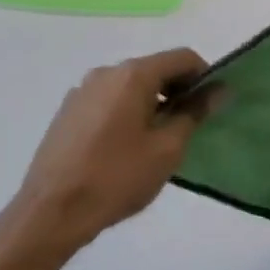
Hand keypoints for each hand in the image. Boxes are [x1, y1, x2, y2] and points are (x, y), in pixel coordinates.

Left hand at [6, 48, 217, 252]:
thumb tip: (218, 90)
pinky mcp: (67, 112)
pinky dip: (126, 113)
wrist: (51, 211)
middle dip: (177, 91)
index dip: (204, 76)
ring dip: (151, 103)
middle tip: (190, 127)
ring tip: (158, 142)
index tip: (212, 105)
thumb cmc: (116, 178)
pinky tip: (126, 148)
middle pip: (154, 69)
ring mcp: (82, 91)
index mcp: (133, 74)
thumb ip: (194, 113)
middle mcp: (106, 72)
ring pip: (130, 86)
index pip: (182, 57)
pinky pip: (108, 101)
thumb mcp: (167, 149)